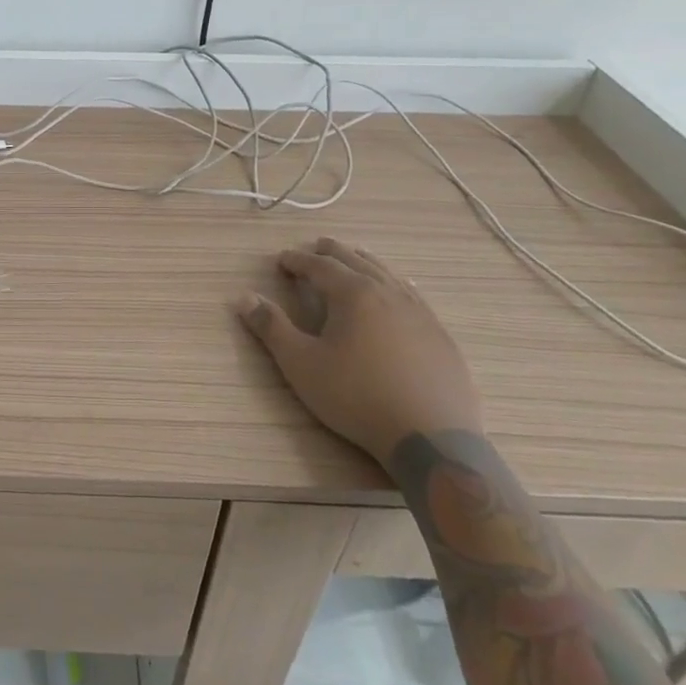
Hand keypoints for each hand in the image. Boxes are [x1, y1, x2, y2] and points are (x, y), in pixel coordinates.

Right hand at [236, 237, 482, 469]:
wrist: (432, 437)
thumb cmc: (356, 397)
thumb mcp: (301, 364)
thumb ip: (272, 328)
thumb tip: (245, 298)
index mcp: (353, 294)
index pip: (319, 267)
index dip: (297, 261)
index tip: (282, 259)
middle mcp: (388, 293)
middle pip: (356, 261)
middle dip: (332, 253)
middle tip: (317, 247)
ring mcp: (420, 313)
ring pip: (388, 274)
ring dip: (366, 262)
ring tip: (356, 256)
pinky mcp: (440, 335)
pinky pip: (413, 295)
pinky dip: (396, 283)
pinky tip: (401, 290)